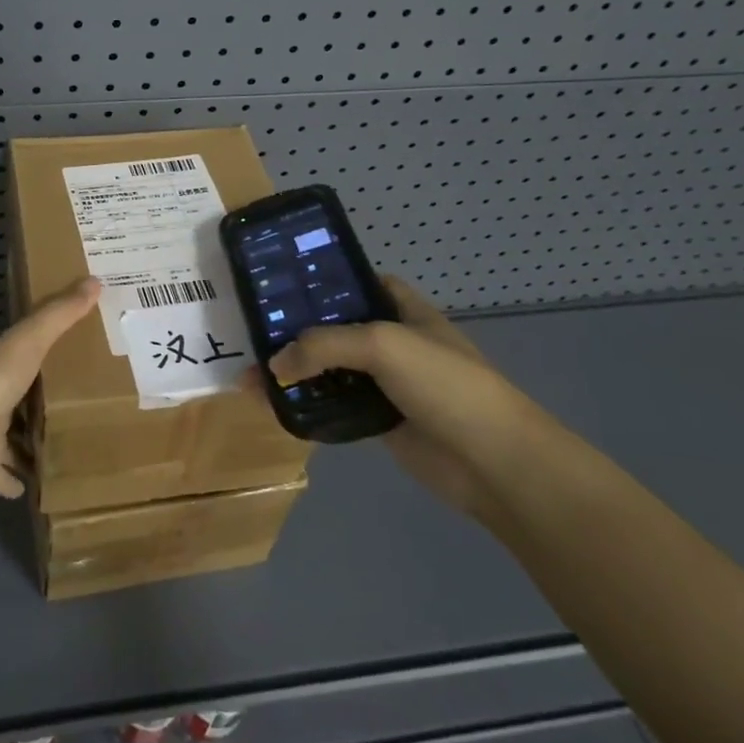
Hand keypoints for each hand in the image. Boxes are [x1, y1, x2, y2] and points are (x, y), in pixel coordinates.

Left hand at [0, 277, 100, 497]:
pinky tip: (33, 490)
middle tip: (83, 409)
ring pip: (13, 438)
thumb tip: (95, 280)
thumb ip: (60, 314)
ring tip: (66, 450)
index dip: (52, 354)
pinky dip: (12, 482)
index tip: (79, 355)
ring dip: (31, 444)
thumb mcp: (31, 340)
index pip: (31, 355)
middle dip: (45, 404)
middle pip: (24, 399)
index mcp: (6, 365)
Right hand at [264, 277, 556, 517]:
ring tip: (249, 377)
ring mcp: (385, 382)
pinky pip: (333, 405)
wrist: (494, 462)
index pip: (355, 282)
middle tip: (249, 332)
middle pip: (333, 327)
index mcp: (402, 309)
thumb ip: (323, 346)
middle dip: (293, 330)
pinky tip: (273, 406)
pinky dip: (305, 404)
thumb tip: (273, 366)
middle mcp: (391, 340)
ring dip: (292, 372)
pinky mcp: (378, 420)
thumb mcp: (382, 345)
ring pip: (328, 369)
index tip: (277, 283)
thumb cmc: (445, 384)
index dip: (320, 280)